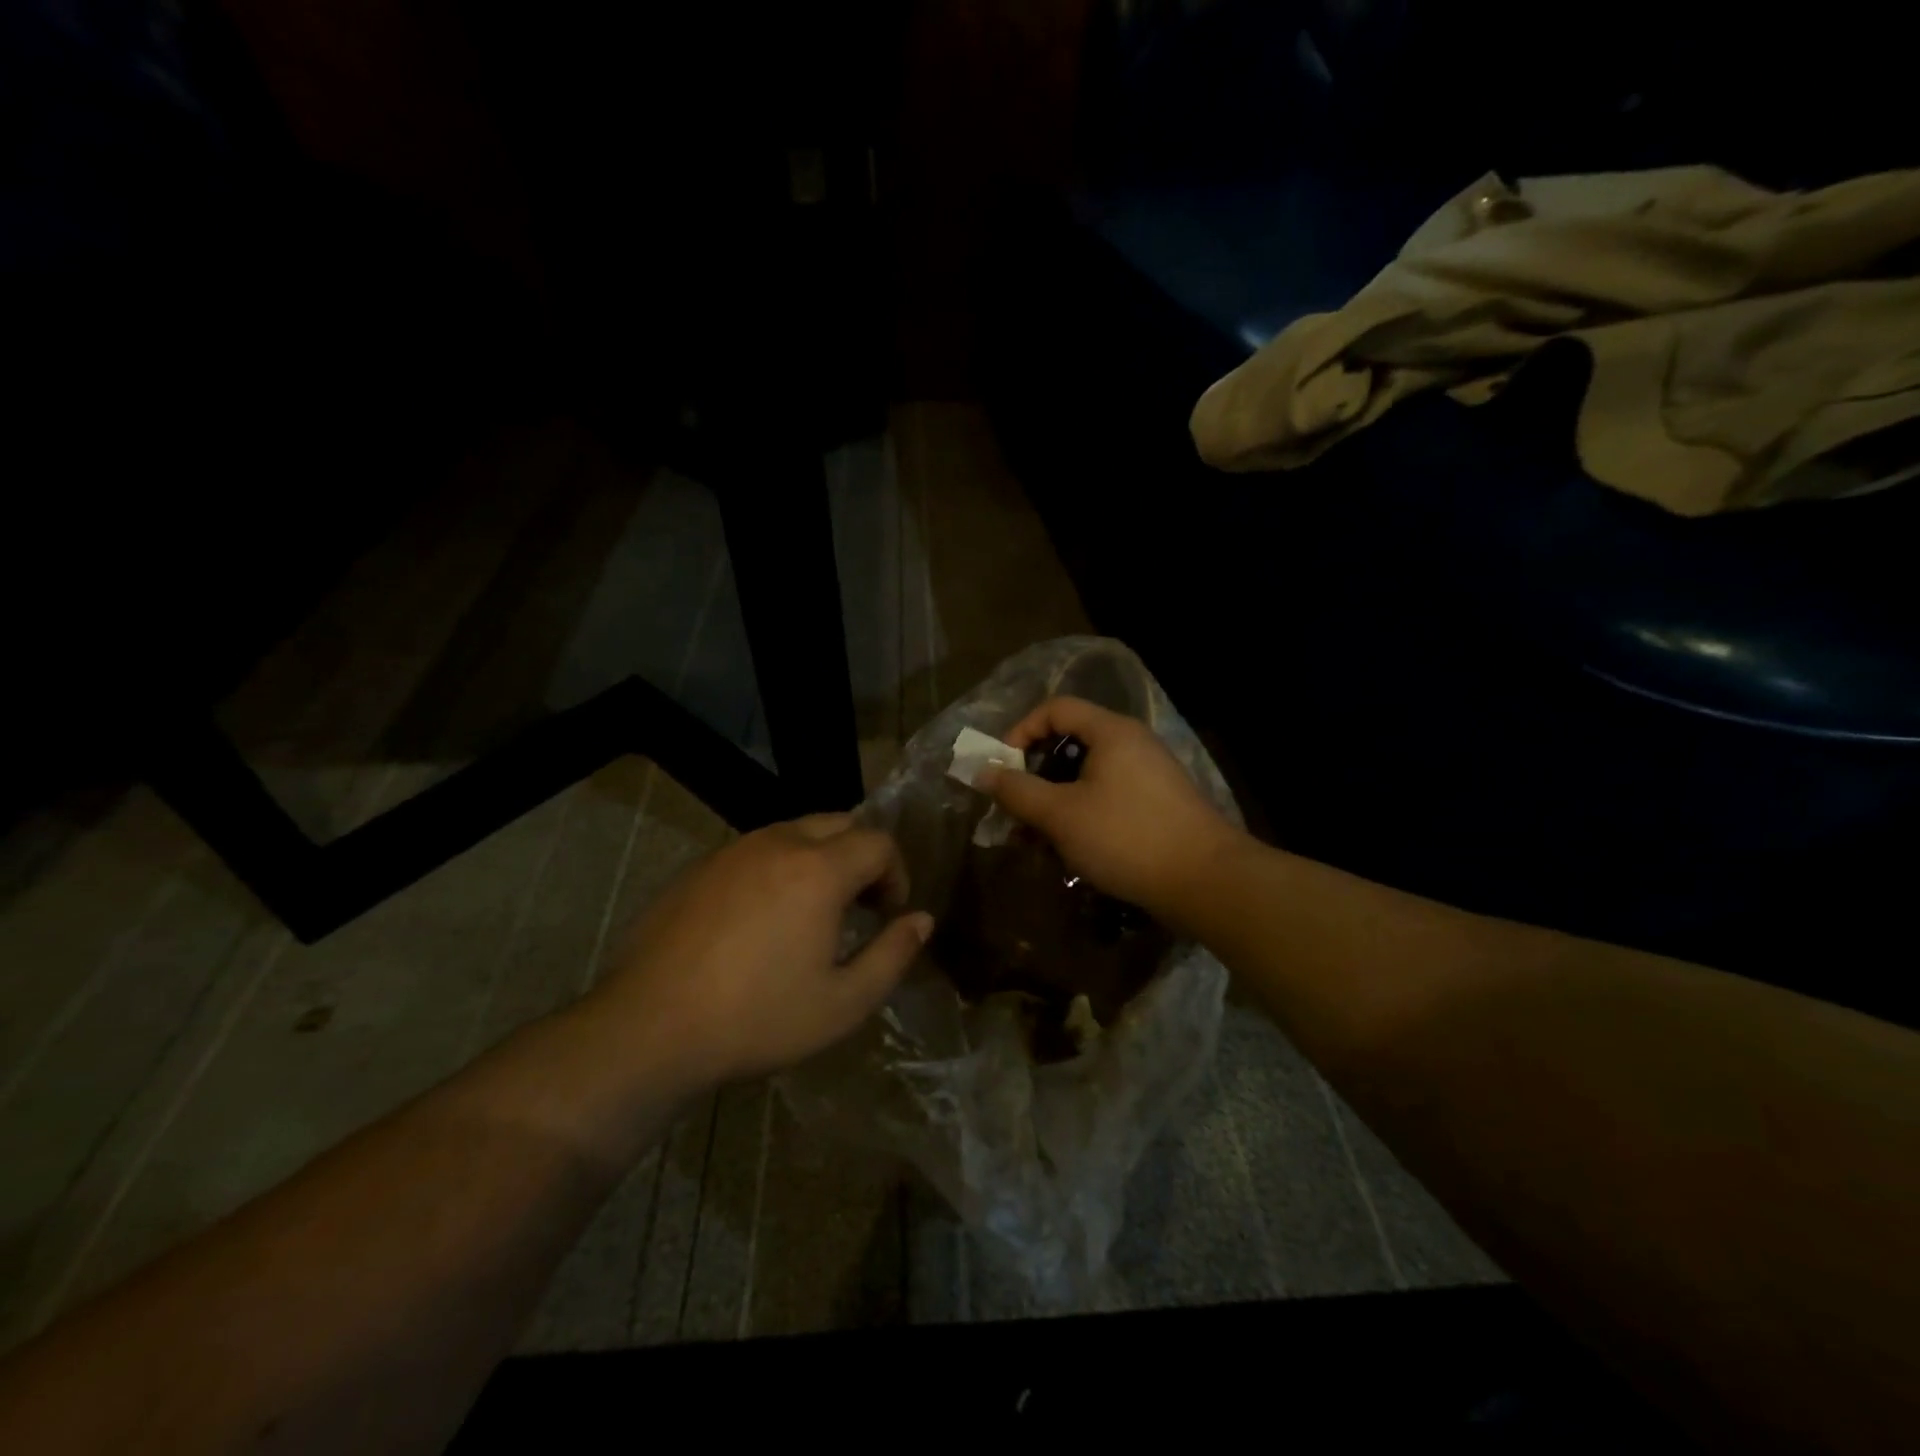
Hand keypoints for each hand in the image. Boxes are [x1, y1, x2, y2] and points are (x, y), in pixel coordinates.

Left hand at [587, 814, 931, 1089]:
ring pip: (794, 832)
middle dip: (861, 857)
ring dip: (819, 859)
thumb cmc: (757, 1018)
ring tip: (811, 913)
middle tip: (857, 907)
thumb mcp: (844, 1003)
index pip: (878, 842)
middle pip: (839, 823)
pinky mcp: (698, 867)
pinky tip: (760, 919)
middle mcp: (777, 843)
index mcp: (819, 869)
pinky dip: (777, 867)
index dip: (896, 874)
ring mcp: (732, 851)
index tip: (887, 915)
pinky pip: (755, 850)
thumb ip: (893, 955)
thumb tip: (921, 920)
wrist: (648, 1028)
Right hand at [979, 696, 1247, 929]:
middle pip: (1070, 743)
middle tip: (1015, 810)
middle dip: (1034, 777)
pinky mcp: (1158, 805)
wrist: (1206, 881)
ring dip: (1054, 803)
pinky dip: (1081, 815)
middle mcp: (1132, 744)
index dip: (1021, 731)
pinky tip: (1070, 851)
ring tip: (1036, 841)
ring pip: (1087, 777)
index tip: (1002, 768)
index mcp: (1111, 732)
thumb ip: (1017, 790)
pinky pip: (1107, 798)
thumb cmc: (1126, 837)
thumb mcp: (1061, 814)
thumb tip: (983, 771)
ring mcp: (1149, 775)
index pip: (1056, 709)